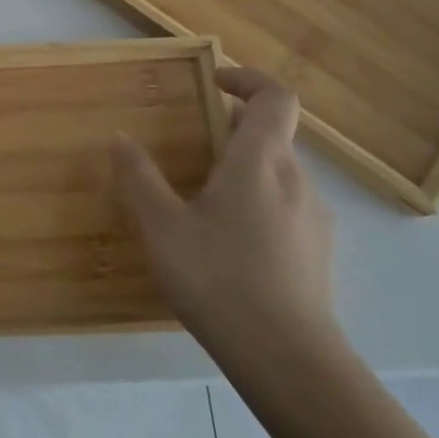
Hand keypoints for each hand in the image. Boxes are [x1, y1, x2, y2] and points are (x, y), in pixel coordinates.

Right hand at [111, 67, 339, 373]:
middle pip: (272, 135)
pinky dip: (255, 203)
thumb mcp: (161, 227)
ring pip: (277, 174)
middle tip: (188, 148)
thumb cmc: (218, 278)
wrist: (287, 358)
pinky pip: (285, 207)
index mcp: (260, 162)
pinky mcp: (318, 251)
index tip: (212, 82)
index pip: (275, 97)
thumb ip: (139, 178)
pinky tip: (226, 243)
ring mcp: (313, 217)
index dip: (247, 79)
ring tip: (200, 200)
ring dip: (242, 169)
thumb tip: (121, 138)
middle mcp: (295, 180)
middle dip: (231, 130)